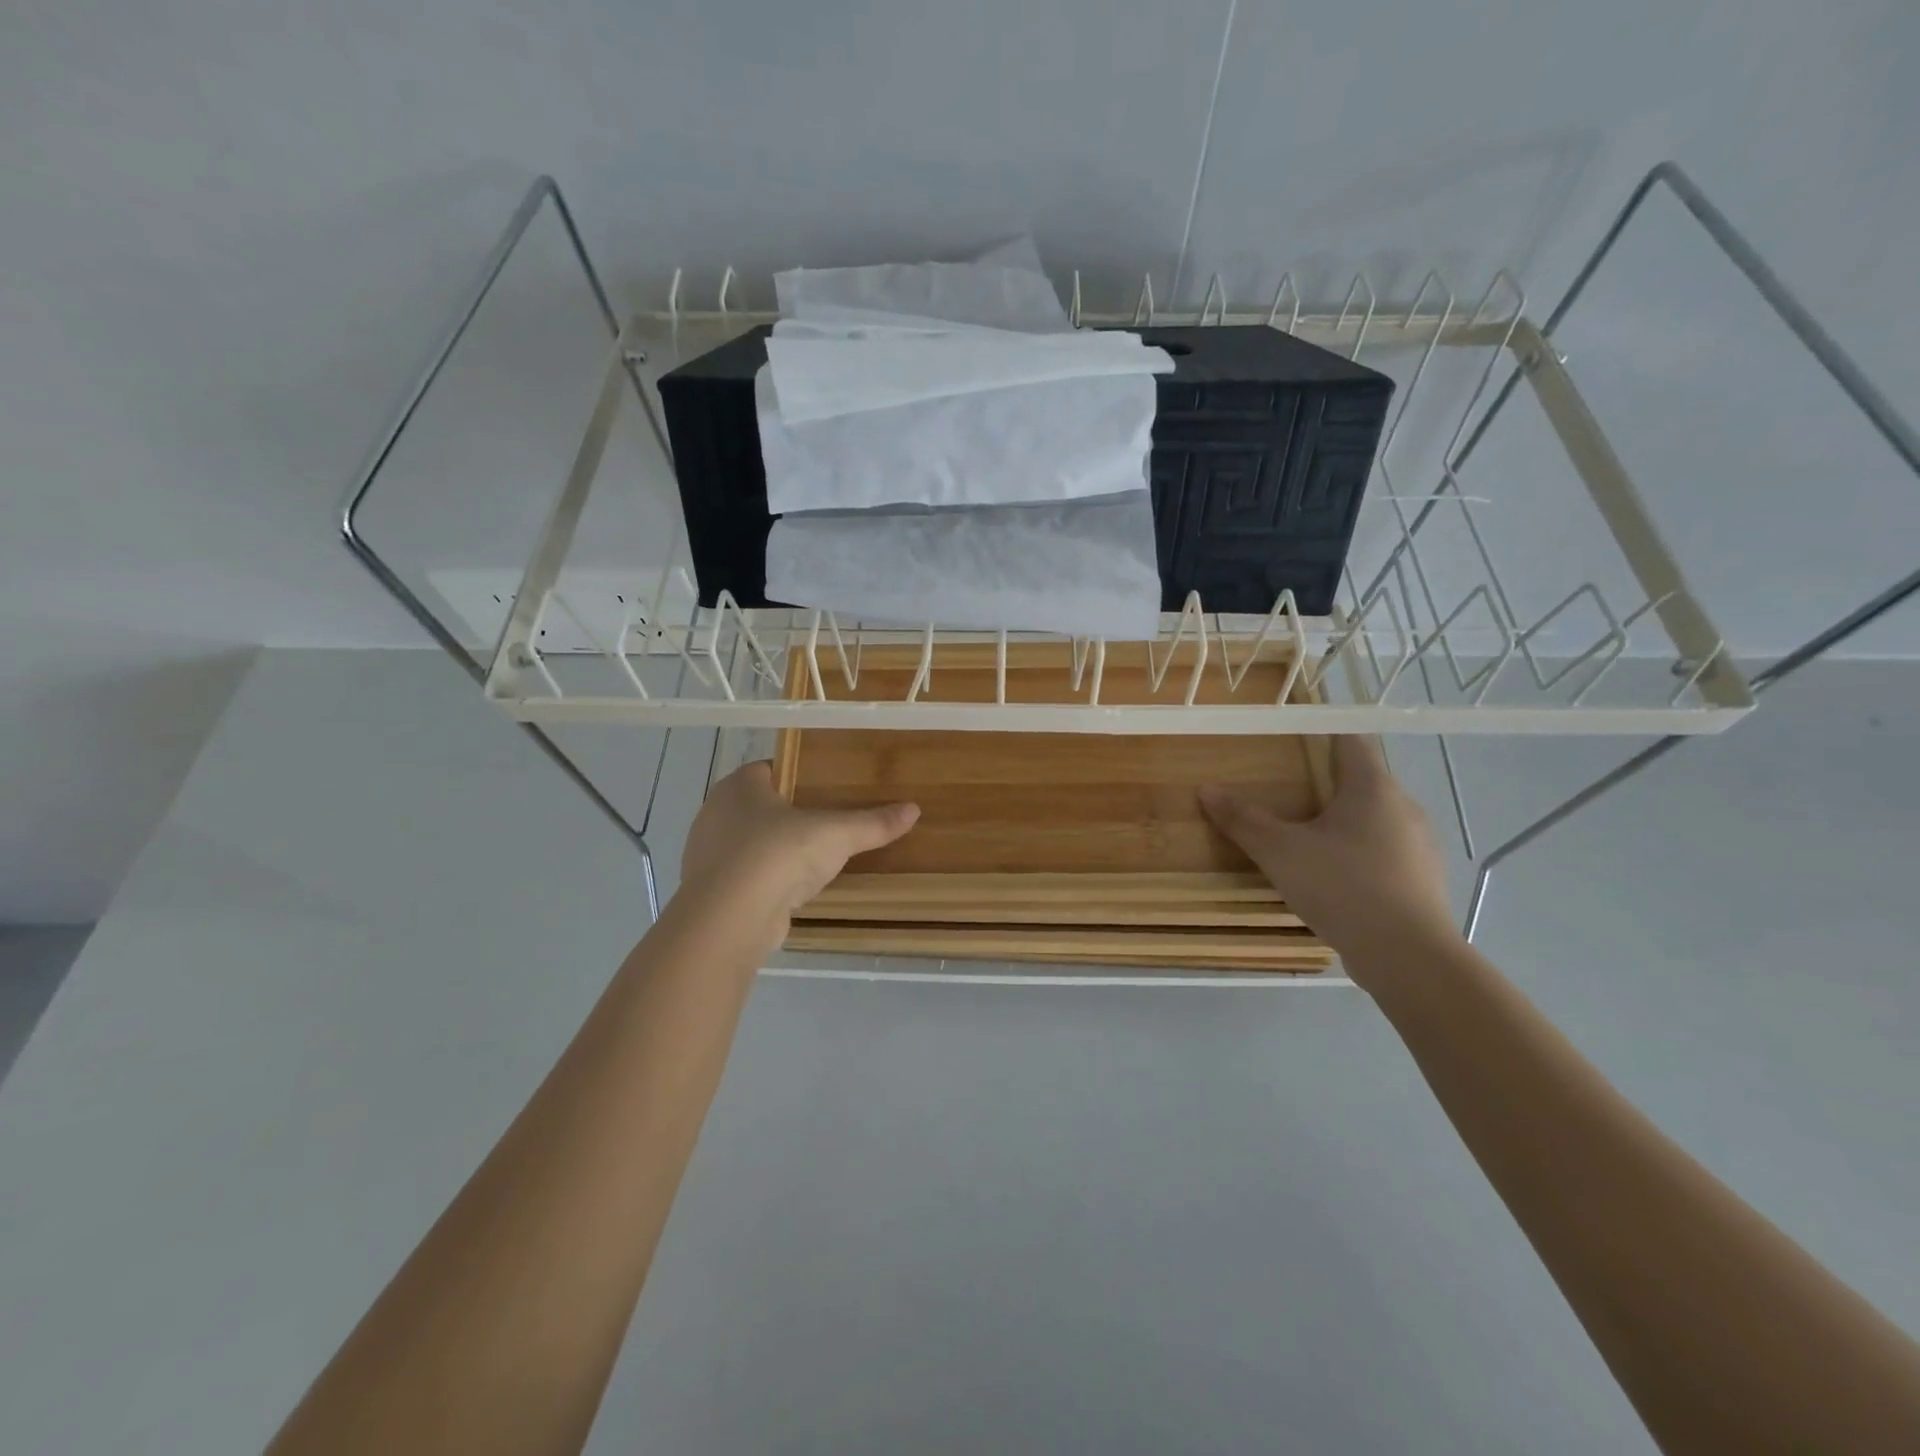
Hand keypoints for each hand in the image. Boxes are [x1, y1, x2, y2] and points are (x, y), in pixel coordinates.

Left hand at [678, 762, 918, 950]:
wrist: (729, 920)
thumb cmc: (778, 855)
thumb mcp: (835, 835)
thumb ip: (873, 823)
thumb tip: (914, 809)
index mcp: (739, 786)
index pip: (770, 769)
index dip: (798, 775)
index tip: (827, 786)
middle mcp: (715, 813)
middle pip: (760, 806)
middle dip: (789, 813)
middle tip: (827, 821)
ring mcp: (708, 854)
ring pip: (750, 843)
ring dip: (776, 849)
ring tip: (814, 857)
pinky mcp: (711, 891)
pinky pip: (745, 876)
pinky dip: (766, 880)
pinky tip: (791, 889)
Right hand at [1200, 737, 1459, 979]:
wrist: (1408, 957)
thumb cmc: (1342, 887)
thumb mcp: (1280, 852)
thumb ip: (1243, 819)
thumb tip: (1207, 789)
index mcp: (1373, 788)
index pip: (1350, 741)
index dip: (1320, 735)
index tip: (1289, 742)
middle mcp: (1404, 808)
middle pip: (1362, 781)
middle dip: (1325, 784)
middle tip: (1286, 795)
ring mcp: (1420, 846)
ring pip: (1375, 819)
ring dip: (1344, 823)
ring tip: (1307, 840)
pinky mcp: (1423, 880)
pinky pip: (1386, 853)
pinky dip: (1360, 855)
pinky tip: (1335, 879)